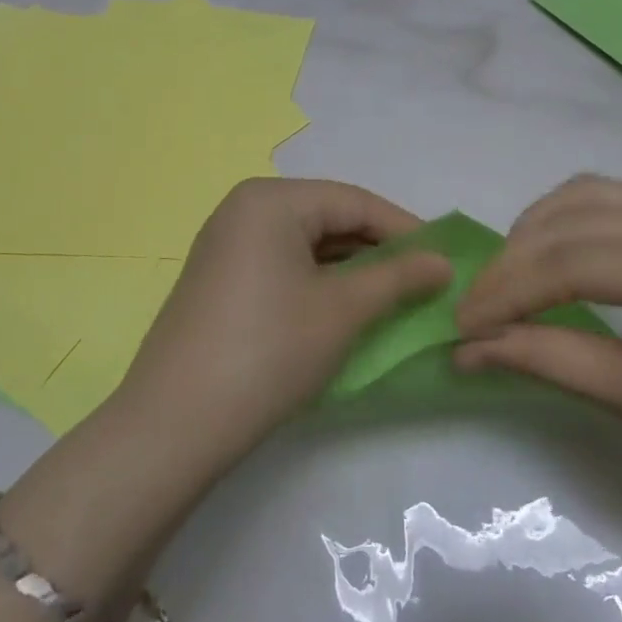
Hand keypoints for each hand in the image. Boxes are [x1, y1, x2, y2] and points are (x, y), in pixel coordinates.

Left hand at [110, 179, 450, 474]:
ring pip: (305, 244)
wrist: (177, 422)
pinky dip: (317, 282)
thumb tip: (443, 262)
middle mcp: (243, 209)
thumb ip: (398, 277)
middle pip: (328, 218)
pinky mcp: (218, 279)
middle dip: (377, 250)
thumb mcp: (343, 309)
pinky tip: (343, 308)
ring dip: (350, 269)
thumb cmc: (269, 350)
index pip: (354, 201)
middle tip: (422, 282)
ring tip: (391, 298)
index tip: (445, 260)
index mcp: (271, 200)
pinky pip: (281, 265)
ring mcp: (225, 244)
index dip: (405, 229)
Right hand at [454, 174, 621, 537]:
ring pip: (592, 196)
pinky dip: (569, 224)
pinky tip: (549, 255)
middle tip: (475, 305)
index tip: (461, 324)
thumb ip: (542, 358)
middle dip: (513, 261)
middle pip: (576, 221)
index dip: (507, 290)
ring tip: (506, 277)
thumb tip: (463, 347)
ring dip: (537, 230)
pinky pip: (617, 206)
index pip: (573, 262)